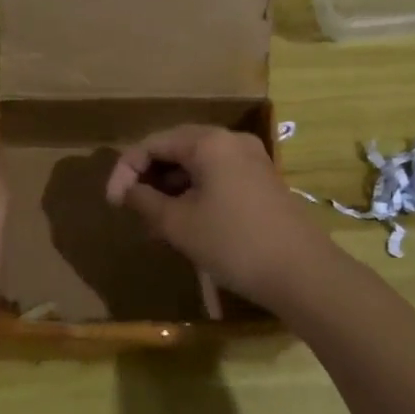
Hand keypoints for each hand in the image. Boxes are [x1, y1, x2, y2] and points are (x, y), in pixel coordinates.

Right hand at [104, 125, 335, 307]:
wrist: (302, 273)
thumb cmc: (233, 243)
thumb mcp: (179, 224)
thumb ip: (145, 201)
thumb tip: (126, 191)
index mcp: (208, 142)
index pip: (153, 144)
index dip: (125, 171)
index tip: (112, 204)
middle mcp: (231, 140)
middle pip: (176, 148)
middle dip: (149, 178)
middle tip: (131, 209)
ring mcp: (251, 159)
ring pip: (197, 164)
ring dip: (171, 188)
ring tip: (154, 221)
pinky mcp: (262, 181)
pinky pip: (217, 176)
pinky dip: (195, 193)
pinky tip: (186, 222)